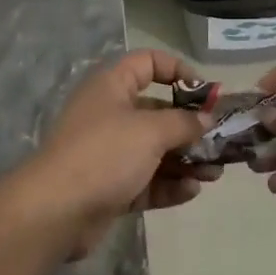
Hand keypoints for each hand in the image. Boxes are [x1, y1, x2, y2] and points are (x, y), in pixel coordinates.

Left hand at [21, 50, 219, 259]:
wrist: (55, 211)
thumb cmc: (105, 154)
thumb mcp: (151, 131)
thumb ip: (183, 123)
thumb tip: (205, 120)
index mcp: (112, 86)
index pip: (148, 63)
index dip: (178, 70)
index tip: (206, 92)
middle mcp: (110, 114)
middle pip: (157, 111)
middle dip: (190, 127)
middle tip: (220, 141)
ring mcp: (109, 153)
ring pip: (155, 150)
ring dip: (186, 160)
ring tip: (215, 173)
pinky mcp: (110, 188)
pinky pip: (146, 181)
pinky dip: (169, 185)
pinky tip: (193, 191)